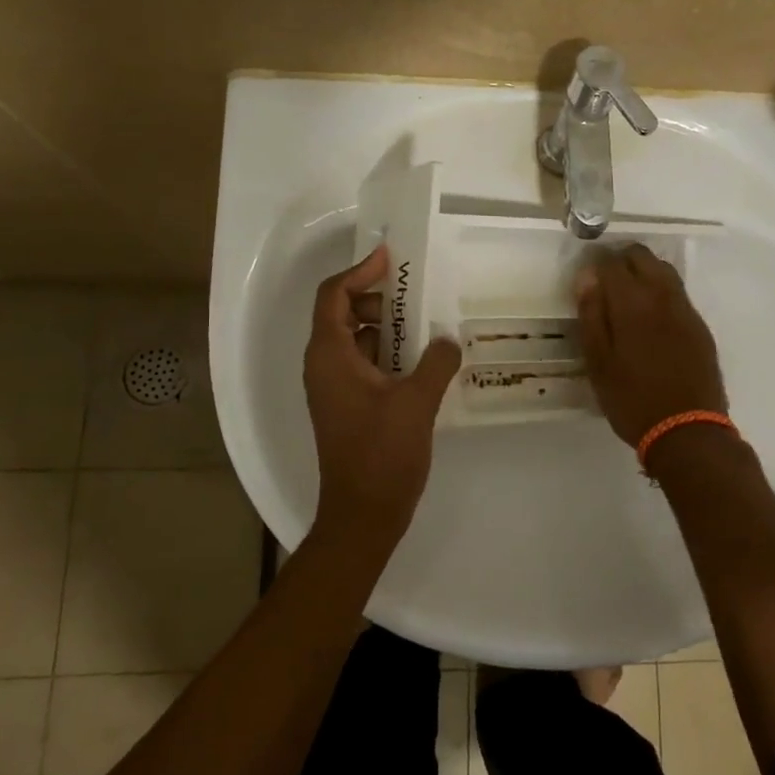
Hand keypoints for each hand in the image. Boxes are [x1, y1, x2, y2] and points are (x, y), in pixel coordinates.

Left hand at [303, 245, 461, 548]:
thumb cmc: (382, 454)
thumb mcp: (417, 402)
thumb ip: (437, 362)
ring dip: (388, 326)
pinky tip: (424, 360)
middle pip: (344, 313)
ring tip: (426, 324)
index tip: (391, 258)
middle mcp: (325, 366)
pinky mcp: (349, 406)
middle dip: (378, 298)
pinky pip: (366, 364)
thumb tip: (449, 339)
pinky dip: (389, 353)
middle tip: (417, 295)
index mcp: (330, 356)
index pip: (334, 295)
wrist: (363, 515)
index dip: (360, 271)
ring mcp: (335, 388)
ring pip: (357, 340)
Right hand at [575, 244, 727, 446]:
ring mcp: (685, 310)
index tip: (586, 276)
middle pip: (642, 257)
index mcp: (632, 304)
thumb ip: (591, 316)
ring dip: (644, 271)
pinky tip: (651, 315)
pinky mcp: (700, 326)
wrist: (688, 430)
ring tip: (627, 296)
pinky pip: (678, 293)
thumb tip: (587, 277)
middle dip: (621, 260)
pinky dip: (661, 290)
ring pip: (664, 271)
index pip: (612, 263)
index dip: (596, 263)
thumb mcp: (598, 362)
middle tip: (605, 282)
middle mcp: (662, 297)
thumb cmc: (632, 399)